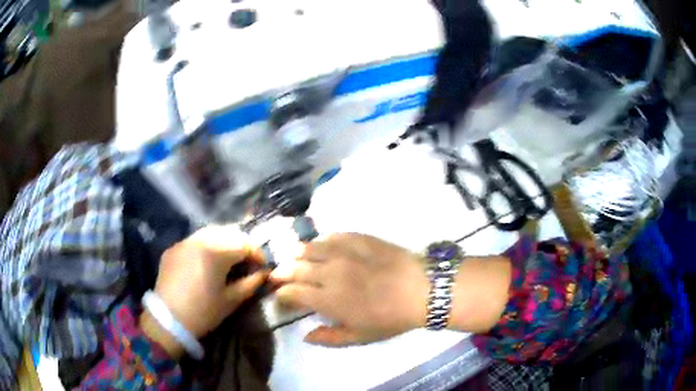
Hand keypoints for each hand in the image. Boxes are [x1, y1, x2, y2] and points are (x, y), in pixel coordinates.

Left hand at [141, 225, 268, 356]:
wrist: (168, 320)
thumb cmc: (203, 312)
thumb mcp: (231, 300)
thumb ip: (250, 283)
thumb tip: (263, 274)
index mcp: (216, 251)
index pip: (245, 244)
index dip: (258, 254)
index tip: (262, 267)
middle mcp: (199, 239)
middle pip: (228, 232)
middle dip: (241, 245)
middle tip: (246, 263)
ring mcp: (183, 242)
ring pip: (210, 233)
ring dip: (223, 243)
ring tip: (227, 261)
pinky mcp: (172, 249)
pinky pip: (194, 241)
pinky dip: (205, 247)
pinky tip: (205, 264)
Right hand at [271, 233, 429, 346]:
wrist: (422, 288)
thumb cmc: (391, 318)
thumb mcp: (360, 337)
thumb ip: (329, 337)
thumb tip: (306, 336)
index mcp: (328, 298)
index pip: (292, 292)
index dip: (282, 294)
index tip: (281, 296)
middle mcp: (329, 271)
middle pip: (295, 267)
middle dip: (282, 272)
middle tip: (279, 275)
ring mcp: (343, 251)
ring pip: (309, 247)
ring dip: (297, 253)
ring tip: (293, 257)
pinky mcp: (358, 238)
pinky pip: (332, 236)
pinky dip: (321, 242)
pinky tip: (321, 245)